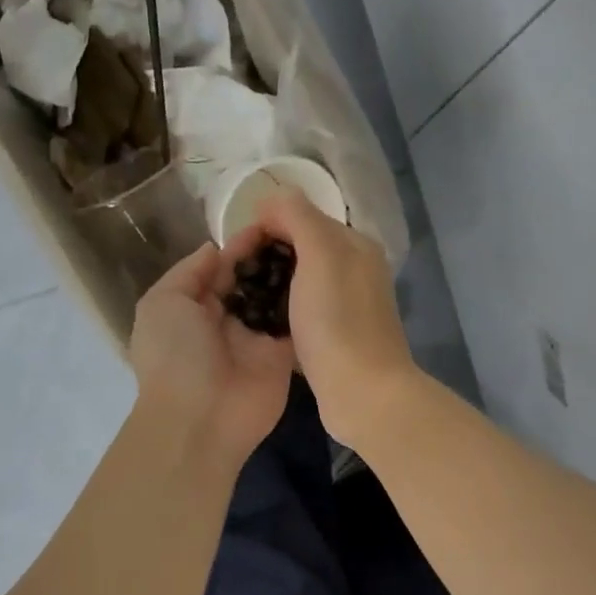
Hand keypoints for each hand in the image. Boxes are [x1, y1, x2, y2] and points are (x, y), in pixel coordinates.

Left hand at [128, 240, 295, 466]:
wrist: (201, 419)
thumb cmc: (175, 355)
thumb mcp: (163, 303)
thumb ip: (190, 272)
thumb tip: (215, 249)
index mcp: (193, 306)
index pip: (221, 268)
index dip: (241, 245)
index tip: (269, 220)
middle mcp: (226, 320)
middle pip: (252, 281)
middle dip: (271, 257)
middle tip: (300, 228)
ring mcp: (256, 339)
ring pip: (276, 300)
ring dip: (292, 276)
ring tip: (317, 244)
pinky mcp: (281, 357)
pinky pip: (295, 324)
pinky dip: (307, 304)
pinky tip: (326, 276)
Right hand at [248, 194, 418, 447]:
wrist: (362, 393)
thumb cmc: (337, 321)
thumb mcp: (319, 254)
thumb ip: (297, 216)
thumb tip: (271, 201)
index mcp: (354, 244)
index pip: (300, 216)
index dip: (265, 226)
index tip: (236, 252)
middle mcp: (354, 270)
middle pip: (298, 250)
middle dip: (264, 257)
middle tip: (233, 279)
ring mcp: (345, 306)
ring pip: (297, 283)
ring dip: (269, 288)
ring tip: (240, 302)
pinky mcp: (334, 338)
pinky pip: (299, 314)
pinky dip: (279, 315)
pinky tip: (259, 327)